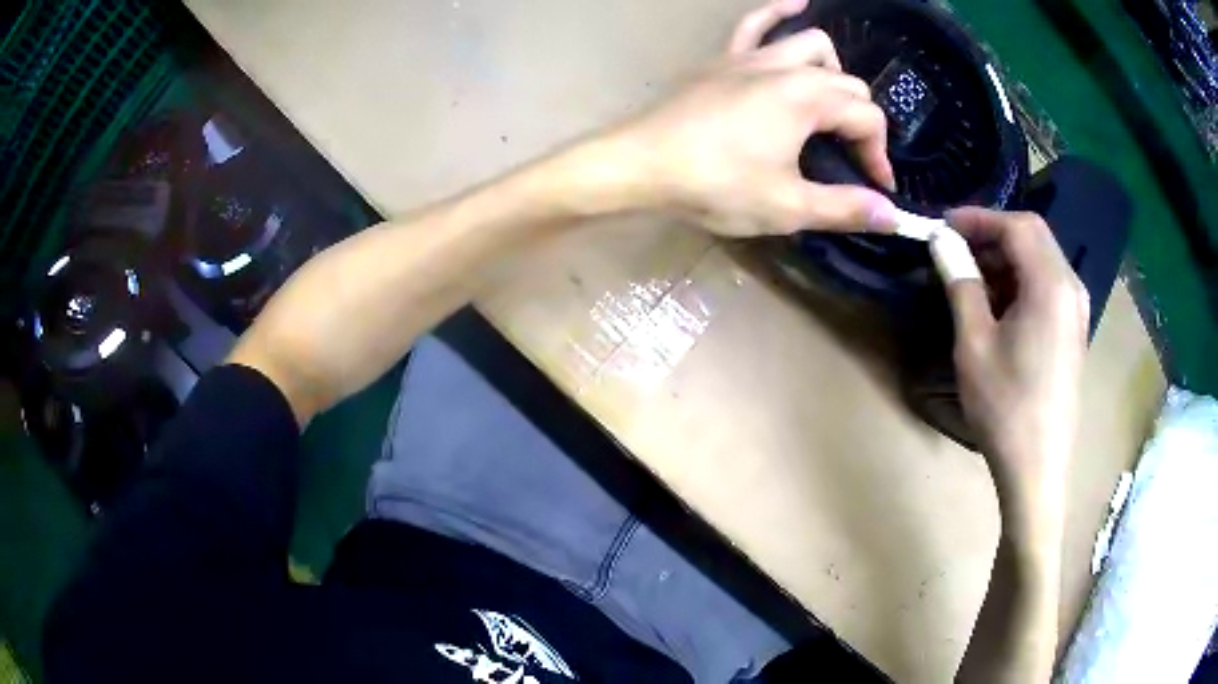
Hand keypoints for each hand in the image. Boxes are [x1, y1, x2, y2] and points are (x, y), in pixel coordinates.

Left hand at [607, 0, 898, 237]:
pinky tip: (797, 2)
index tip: (876, 189)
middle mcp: (786, 67)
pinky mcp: (723, 59)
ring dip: (833, 70)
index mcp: (808, 99)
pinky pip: (754, 23)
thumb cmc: (715, 185)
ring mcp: (751, 57)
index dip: (879, 156)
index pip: (867, 119)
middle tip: (852, 159)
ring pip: (810, 45)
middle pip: (847, 83)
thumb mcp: (787, 206)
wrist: (640, 164)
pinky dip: (778, 11)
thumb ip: (845, 208)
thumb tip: (893, 216)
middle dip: (861, 122)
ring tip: (833, 102)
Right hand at [944, 208, 1087, 540]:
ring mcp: (1077, 310)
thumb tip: (942, 242)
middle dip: (993, 235)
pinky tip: (1001, 306)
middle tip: (956, 249)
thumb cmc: (1005, 406)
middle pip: (1034, 236)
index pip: (1017, 226)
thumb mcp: (974, 343)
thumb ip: (961, 283)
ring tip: (974, 279)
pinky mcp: (1075, 331)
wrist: (1037, 467)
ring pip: (1042, 260)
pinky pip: (1049, 286)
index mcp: (1051, 284)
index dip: (979, 218)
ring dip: (1008, 259)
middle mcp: (1071, 287)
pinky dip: (1023, 281)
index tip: (944, 226)